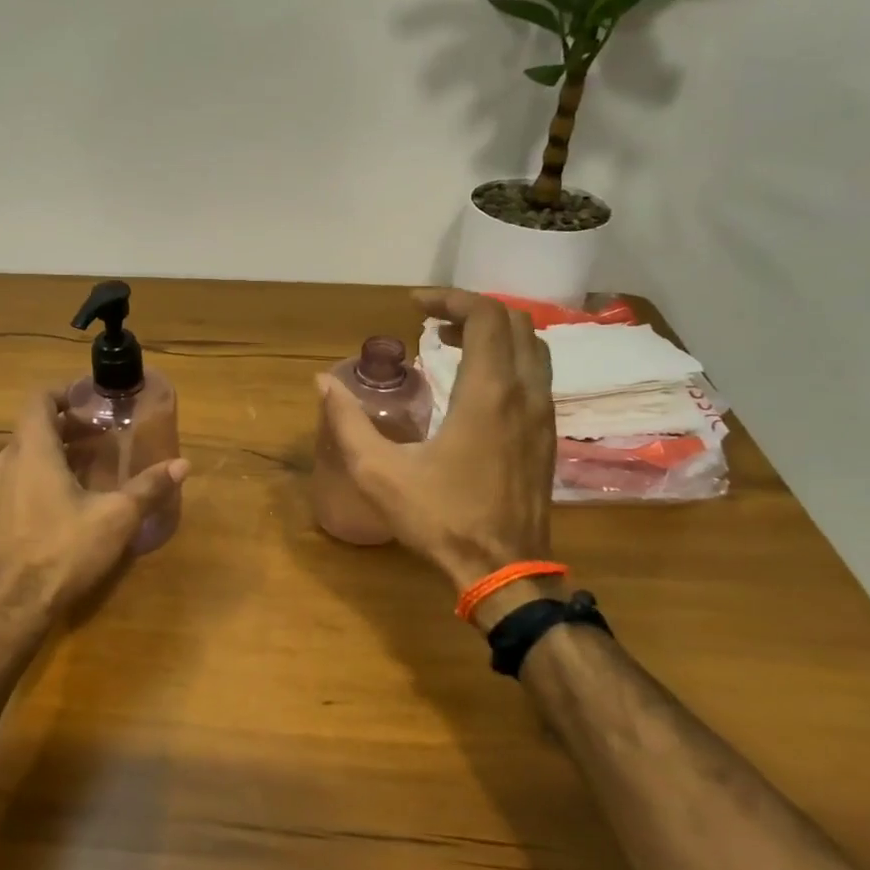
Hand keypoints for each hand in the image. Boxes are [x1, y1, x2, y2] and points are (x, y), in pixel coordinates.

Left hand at [0, 387, 188, 618]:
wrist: (9, 609)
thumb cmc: (62, 551)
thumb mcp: (115, 518)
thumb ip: (148, 488)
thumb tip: (182, 464)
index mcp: (31, 450)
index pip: (39, 399)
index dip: (64, 392)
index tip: (92, 400)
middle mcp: (4, 461)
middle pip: (34, 428)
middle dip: (69, 427)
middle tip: (103, 436)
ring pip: (25, 456)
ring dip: (55, 454)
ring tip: (90, 467)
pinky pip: (16, 480)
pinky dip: (41, 476)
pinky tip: (68, 501)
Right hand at [318, 289, 555, 593]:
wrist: (504, 571)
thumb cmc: (441, 519)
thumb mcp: (379, 473)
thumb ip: (347, 423)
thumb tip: (323, 382)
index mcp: (488, 394)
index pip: (486, 316)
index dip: (450, 298)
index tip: (414, 305)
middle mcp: (524, 394)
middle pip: (515, 323)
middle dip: (471, 310)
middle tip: (431, 322)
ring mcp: (542, 416)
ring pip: (532, 348)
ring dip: (494, 334)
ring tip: (450, 343)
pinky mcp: (546, 436)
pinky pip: (535, 375)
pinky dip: (507, 359)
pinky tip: (473, 384)